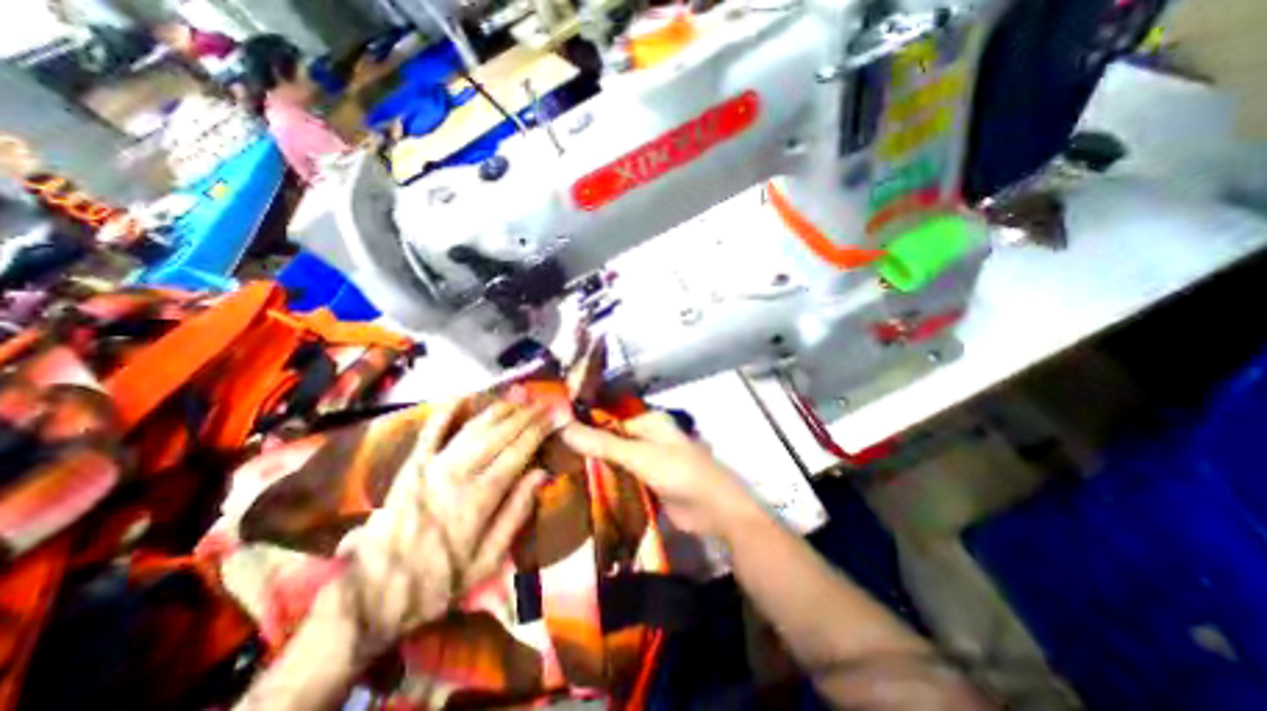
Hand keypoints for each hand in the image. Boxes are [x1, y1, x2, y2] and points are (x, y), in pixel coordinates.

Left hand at [337, 397, 556, 650]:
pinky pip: (431, 431)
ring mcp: (431, 467)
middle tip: (541, 403)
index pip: (517, 452)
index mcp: (479, 499)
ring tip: (517, 399)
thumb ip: (515, 514)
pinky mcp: (411, 467)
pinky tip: (464, 396)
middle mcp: (457, 475)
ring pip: (472, 428)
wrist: (371, 596)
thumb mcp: (487, 560)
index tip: (553, 416)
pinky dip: (447, 411)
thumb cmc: (438, 582)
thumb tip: (541, 475)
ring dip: (498, 410)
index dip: (537, 431)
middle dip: (523, 415)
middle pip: (498, 434)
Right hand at [561, 412, 760, 539]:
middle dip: (584, 448)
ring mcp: (646, 462)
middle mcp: (645, 438)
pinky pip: (620, 480)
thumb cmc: (681, 473)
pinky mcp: (646, 484)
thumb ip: (603, 444)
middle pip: (609, 440)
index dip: (581, 424)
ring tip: (554, 473)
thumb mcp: (641, 456)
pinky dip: (604, 483)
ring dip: (592, 467)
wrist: (715, 512)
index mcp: (647, 422)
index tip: (550, 434)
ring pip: (613, 461)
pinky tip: (578, 490)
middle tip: (548, 457)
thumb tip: (563, 426)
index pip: (607, 418)